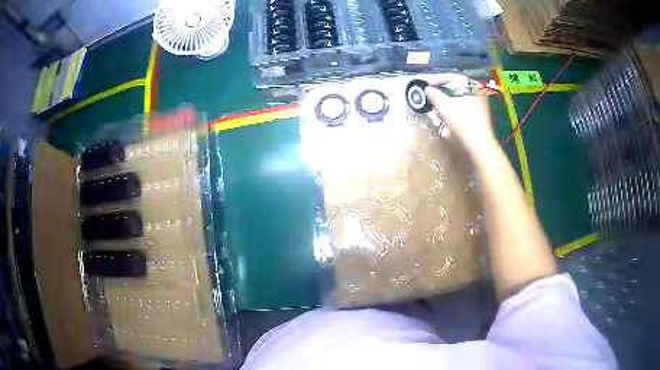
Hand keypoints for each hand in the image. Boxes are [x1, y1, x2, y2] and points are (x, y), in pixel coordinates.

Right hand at [424, 73, 494, 152]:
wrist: (480, 145)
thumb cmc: (463, 123)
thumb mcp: (445, 107)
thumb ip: (434, 96)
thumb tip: (427, 89)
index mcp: (471, 85)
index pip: (451, 77)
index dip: (436, 81)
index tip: (426, 86)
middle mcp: (477, 91)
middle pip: (455, 87)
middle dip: (441, 92)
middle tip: (430, 97)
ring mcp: (480, 103)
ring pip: (459, 97)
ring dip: (446, 101)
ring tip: (436, 108)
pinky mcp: (479, 114)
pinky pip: (463, 105)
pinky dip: (453, 108)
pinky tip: (446, 115)